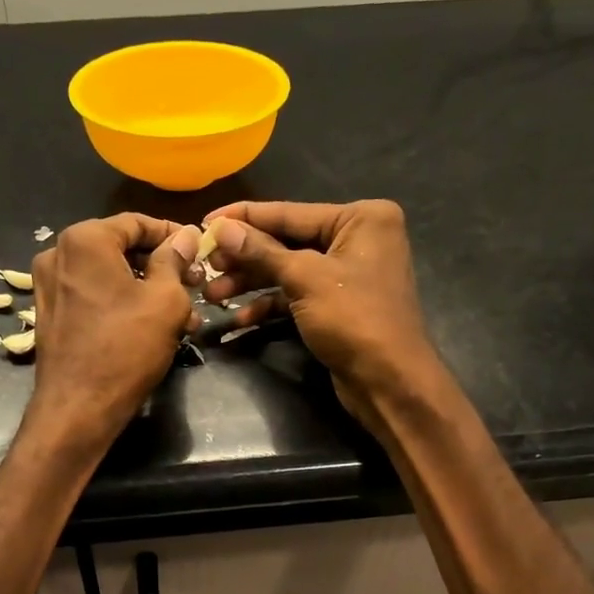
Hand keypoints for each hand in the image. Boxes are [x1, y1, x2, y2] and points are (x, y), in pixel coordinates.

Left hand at [25, 214, 200, 447]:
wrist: (78, 408)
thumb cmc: (126, 348)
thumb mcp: (165, 300)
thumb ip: (175, 260)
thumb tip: (185, 236)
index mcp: (84, 240)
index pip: (137, 223)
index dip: (173, 235)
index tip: (199, 250)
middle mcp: (58, 254)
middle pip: (121, 249)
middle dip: (162, 267)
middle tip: (195, 285)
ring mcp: (49, 286)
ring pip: (110, 276)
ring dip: (148, 290)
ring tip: (184, 315)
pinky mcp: (51, 315)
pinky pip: (94, 297)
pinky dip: (123, 304)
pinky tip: (153, 327)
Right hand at [202, 199, 438, 427]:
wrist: (389, 381)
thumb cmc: (355, 319)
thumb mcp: (305, 279)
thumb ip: (261, 251)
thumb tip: (220, 227)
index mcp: (361, 218)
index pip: (290, 212)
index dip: (244, 218)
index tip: (204, 220)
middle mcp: (357, 239)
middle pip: (286, 241)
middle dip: (244, 258)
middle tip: (205, 266)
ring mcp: (347, 274)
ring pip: (287, 271)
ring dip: (250, 283)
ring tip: (212, 295)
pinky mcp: (336, 305)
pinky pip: (296, 296)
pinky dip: (269, 305)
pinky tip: (239, 318)